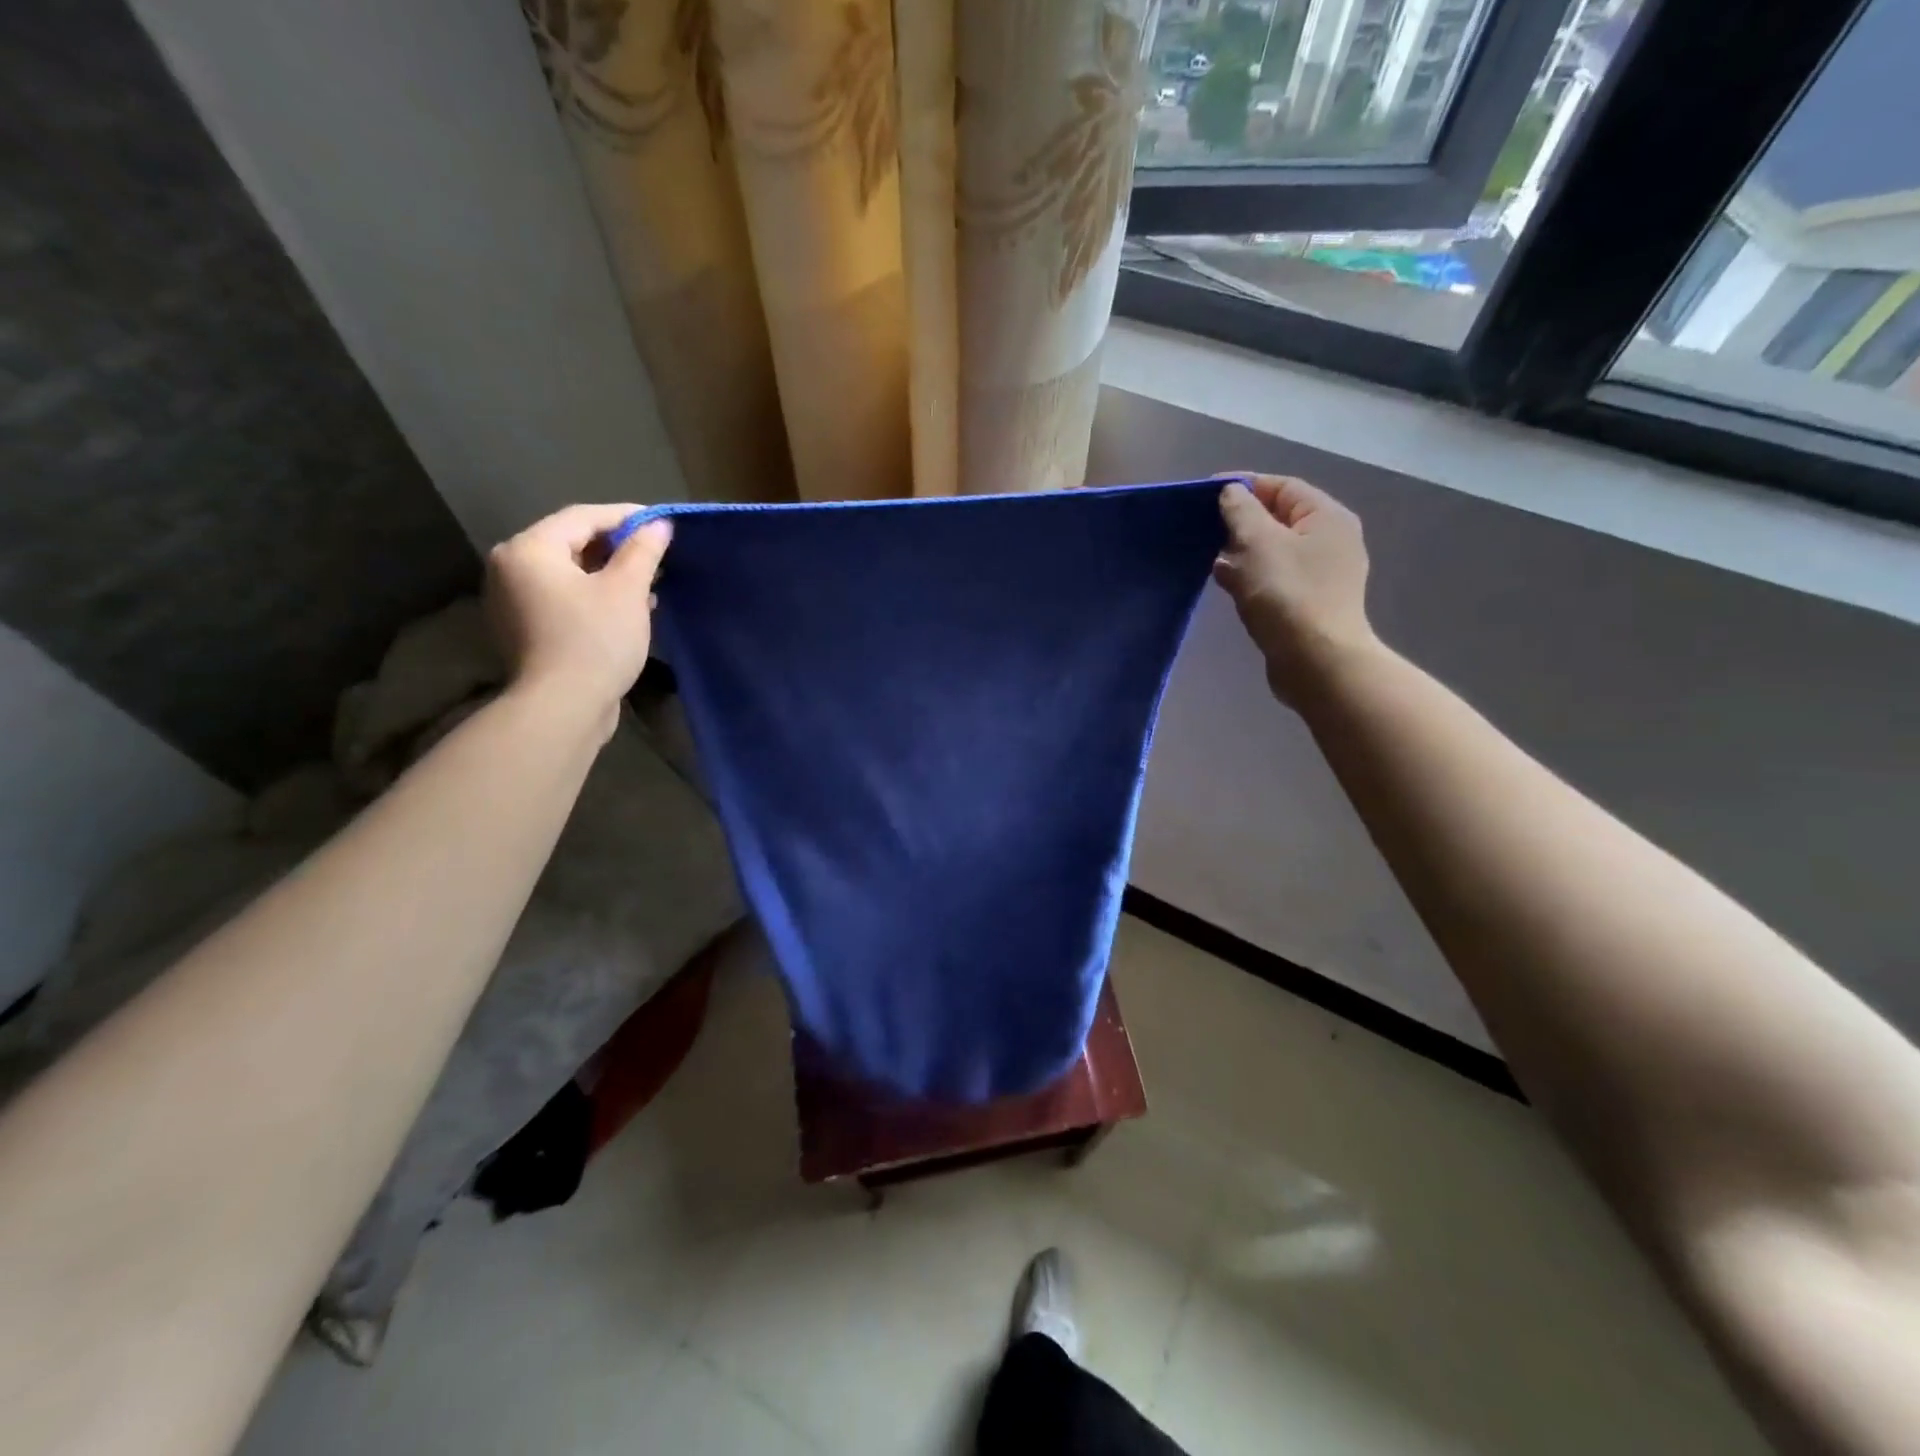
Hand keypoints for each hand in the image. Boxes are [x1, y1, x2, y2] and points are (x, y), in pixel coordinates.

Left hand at [485, 504, 671, 724]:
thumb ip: (643, 550)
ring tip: (648, 584)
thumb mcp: (627, 590)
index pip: (583, 517)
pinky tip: (626, 609)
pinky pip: (562, 598)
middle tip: (657, 555)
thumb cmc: (595, 640)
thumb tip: (658, 524)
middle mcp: (510, 568)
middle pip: (571, 543)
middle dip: (618, 547)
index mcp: (529, 549)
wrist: (563, 707)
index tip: (662, 523)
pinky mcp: (524, 629)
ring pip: (569, 573)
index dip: (626, 516)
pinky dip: (593, 596)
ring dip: (609, 574)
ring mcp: (512, 601)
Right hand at [1213, 474, 1376, 704]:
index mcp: (1326, 518)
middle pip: (1279, 518)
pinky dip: (1249, 574)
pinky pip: (1273, 577)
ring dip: (1241, 549)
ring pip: (1274, 550)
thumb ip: (1241, 511)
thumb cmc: (1287, 595)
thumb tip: (1232, 493)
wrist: (1316, 662)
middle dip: (1240, 520)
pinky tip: (1223, 581)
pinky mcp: (1307, 604)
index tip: (1206, 492)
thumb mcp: (1257, 543)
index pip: (1282, 487)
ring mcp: (1321, 575)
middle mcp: (1330, 541)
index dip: (1244, 485)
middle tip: (1203, 525)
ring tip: (1206, 553)